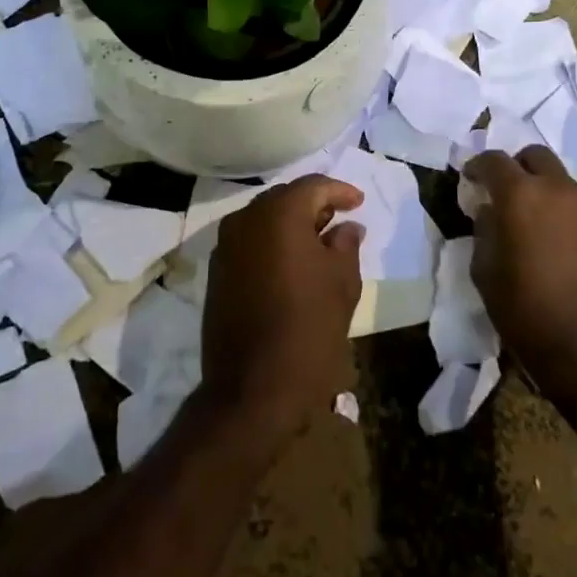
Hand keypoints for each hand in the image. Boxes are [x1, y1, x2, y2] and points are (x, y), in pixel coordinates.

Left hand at [200, 174, 364, 451]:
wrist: (252, 389)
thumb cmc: (308, 329)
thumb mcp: (342, 283)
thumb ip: (346, 245)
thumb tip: (347, 227)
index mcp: (279, 214)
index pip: (313, 186)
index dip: (339, 191)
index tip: (359, 203)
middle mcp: (246, 219)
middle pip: (285, 198)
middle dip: (314, 205)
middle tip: (340, 219)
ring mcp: (226, 246)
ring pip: (265, 219)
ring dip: (291, 224)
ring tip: (319, 242)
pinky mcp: (217, 272)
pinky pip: (250, 242)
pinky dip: (272, 243)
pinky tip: (292, 263)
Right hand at [464, 147, 576, 396]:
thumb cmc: (525, 311)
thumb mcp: (485, 272)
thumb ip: (484, 231)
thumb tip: (490, 212)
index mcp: (521, 195)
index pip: (494, 160)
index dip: (477, 166)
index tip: (470, 180)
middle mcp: (557, 190)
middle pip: (535, 156)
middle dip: (516, 167)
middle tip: (503, 192)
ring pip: (560, 181)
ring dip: (542, 190)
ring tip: (530, 222)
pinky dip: (562, 213)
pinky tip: (555, 244)